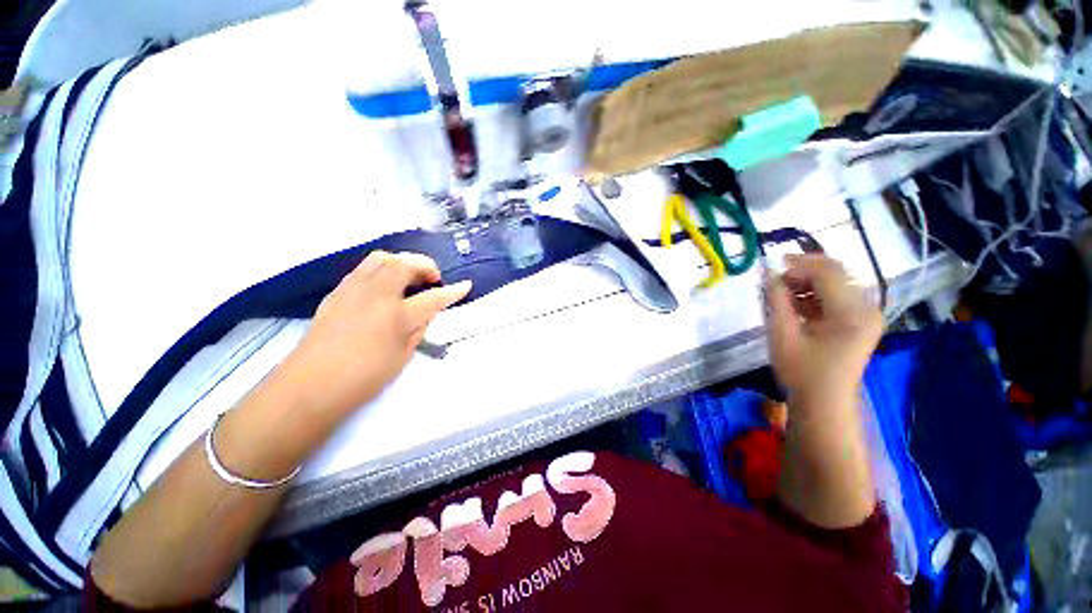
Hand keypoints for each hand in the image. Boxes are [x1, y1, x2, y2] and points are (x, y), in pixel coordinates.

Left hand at [278, 251, 471, 417]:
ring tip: (409, 279)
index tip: (465, 285)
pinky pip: (363, 269)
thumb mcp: (403, 355)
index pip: (432, 298)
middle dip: (424, 265)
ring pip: (380, 258)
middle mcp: (375, 294)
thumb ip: (419, 328)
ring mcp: (352, 290)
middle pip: (403, 264)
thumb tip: (427, 312)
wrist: (309, 387)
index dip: (452, 292)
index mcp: (396, 315)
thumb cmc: (363, 377)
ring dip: (401, 263)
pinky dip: (381, 270)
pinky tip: (384, 288)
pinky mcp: (337, 293)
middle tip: (432, 280)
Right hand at [765, 254, 881, 408]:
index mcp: (851, 313)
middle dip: (804, 273)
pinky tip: (796, 306)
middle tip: (776, 282)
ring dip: (808, 284)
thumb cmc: (801, 371)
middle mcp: (867, 309)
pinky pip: (837, 298)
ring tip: (782, 296)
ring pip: (836, 285)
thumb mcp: (782, 334)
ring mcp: (867, 316)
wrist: (824, 402)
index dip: (800, 263)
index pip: (828, 272)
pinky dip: (815, 296)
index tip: (774, 263)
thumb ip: (776, 301)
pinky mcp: (861, 322)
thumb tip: (769, 275)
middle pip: (836, 275)